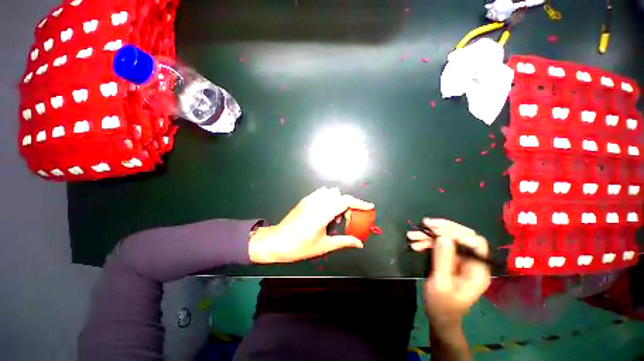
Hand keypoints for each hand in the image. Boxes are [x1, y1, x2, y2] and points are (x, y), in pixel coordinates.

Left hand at [249, 187, 373, 263]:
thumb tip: (360, 244)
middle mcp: (316, 202)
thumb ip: (344, 242)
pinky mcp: (305, 199)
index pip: (344, 201)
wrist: (276, 241)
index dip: (359, 203)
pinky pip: (321, 193)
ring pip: (330, 192)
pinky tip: (325, 211)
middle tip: (345, 219)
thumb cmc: (299, 247)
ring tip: (334, 216)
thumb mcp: (323, 246)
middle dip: (347, 204)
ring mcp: (309, 199)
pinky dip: (328, 198)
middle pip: (338, 194)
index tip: (370, 207)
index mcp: (321, 214)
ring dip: (337, 200)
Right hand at [407, 219, 490, 328]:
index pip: (475, 242)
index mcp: (477, 270)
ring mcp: (460, 260)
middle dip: (442, 229)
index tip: (436, 231)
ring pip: (448, 239)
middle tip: (424, 224)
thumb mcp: (440, 283)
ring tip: (411, 236)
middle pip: (462, 236)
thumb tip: (442, 237)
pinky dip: (426, 242)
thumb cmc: (441, 305)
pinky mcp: (449, 259)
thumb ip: (443, 260)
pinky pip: (439, 245)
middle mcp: (471, 262)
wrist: (438, 317)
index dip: (457, 233)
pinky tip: (415, 244)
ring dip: (429, 236)